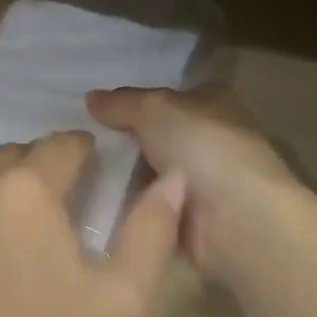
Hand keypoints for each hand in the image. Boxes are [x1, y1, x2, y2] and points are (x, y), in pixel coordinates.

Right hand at [86, 86, 312, 283]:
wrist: (238, 220)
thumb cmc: (203, 149)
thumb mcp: (154, 110)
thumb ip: (121, 103)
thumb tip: (90, 97)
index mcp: (212, 103)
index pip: (167, 96)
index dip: (135, 102)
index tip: (97, 112)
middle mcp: (210, 139)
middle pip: (156, 135)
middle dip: (124, 140)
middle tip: (81, 142)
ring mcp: (202, 182)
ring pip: (150, 171)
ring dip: (123, 175)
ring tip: (78, 171)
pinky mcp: (192, 219)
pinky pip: (151, 205)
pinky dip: (131, 206)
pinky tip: (96, 201)